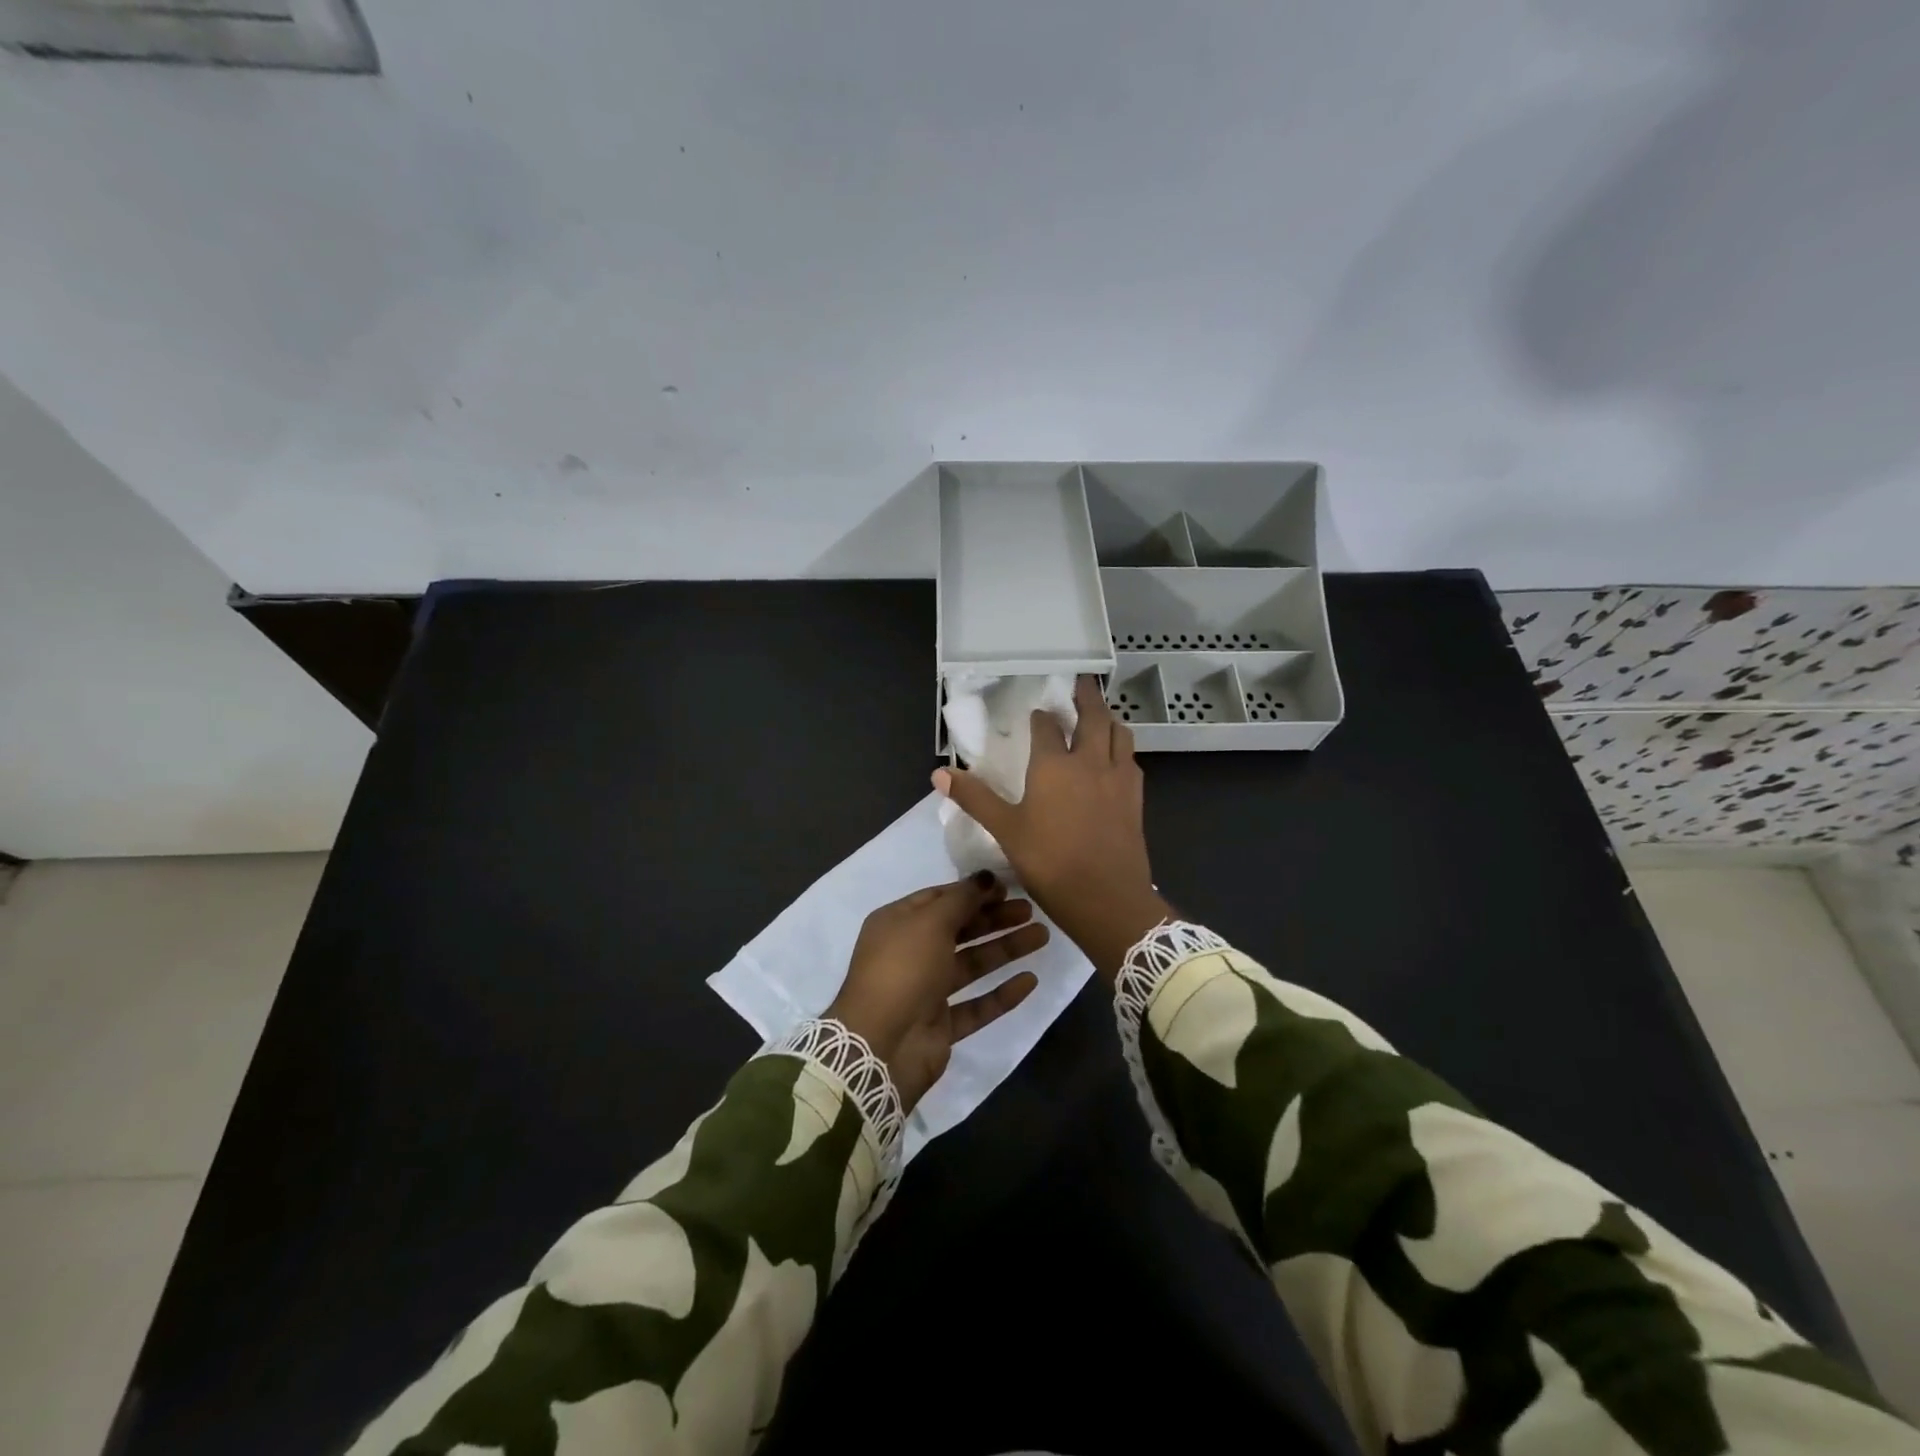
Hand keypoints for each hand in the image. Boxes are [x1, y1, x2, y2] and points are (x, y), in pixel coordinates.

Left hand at [825, 873, 1048, 1110]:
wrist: (881, 1046)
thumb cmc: (903, 969)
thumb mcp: (930, 922)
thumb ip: (961, 899)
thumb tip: (985, 878)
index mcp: (897, 923)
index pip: (939, 899)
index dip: (973, 892)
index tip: (1007, 887)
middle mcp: (910, 953)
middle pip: (959, 930)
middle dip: (995, 919)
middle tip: (1031, 910)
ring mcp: (926, 991)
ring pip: (972, 964)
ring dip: (1005, 949)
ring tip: (1042, 935)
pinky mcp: (941, 1024)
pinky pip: (977, 1005)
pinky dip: (1002, 994)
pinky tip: (1030, 981)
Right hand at [933, 677, 1169, 982]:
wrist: (1107, 899)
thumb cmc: (1050, 862)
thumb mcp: (1005, 830)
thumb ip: (975, 798)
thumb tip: (939, 773)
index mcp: (1054, 765)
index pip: (1047, 727)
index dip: (1041, 716)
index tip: (1037, 711)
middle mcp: (1090, 762)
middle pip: (1093, 718)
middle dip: (1086, 698)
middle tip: (1083, 683)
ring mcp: (1118, 779)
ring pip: (1119, 735)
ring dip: (1109, 720)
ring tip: (1102, 717)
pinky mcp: (1136, 799)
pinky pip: (1131, 761)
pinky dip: (1123, 749)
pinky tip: (1117, 760)